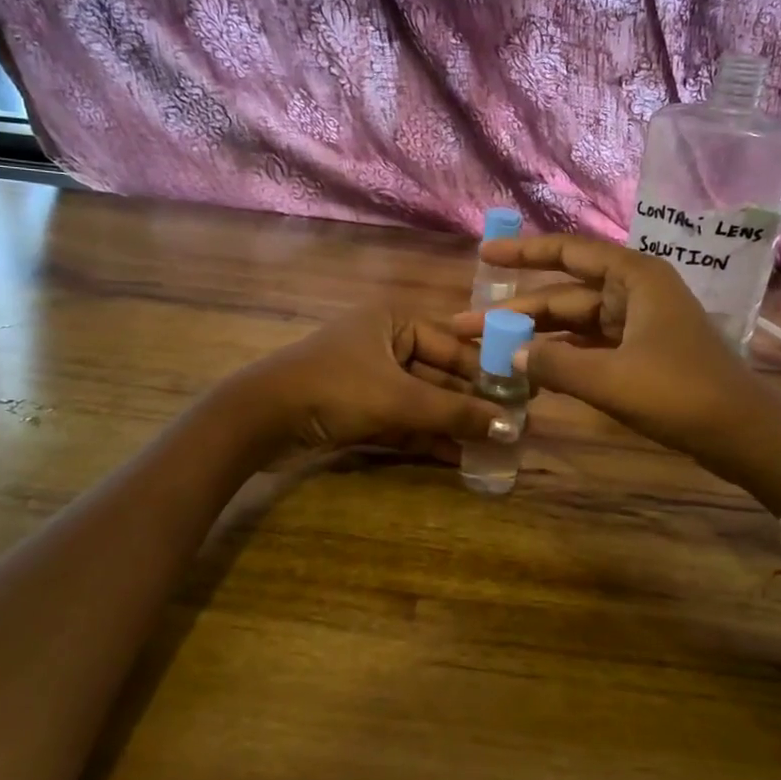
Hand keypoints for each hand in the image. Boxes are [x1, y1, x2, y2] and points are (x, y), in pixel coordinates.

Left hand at [232, 304, 511, 457]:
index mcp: (393, 322)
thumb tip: (509, 426)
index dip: (486, 370)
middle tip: (512, 425)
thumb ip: (454, 411)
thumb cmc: (335, 389)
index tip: (521, 393)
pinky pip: (403, 421)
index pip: (453, 344)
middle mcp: (384, 344)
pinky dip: (426, 437)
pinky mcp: (358, 411)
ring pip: (422, 401)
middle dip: (471, 402)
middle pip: (439, 374)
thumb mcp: (399, 398)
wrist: (259, 420)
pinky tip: (459, 458)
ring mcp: (370, 380)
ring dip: (452, 423)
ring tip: (494, 446)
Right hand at [455, 234, 780, 483]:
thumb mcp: (609, 379)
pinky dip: (563, 356)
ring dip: (537, 336)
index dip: (523, 252)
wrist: (743, 434)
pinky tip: (532, 368)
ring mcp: (640, 323)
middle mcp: (636, 291)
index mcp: (634, 277)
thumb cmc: (679, 393)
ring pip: (576, 322)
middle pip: (566, 293)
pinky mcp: (643, 353)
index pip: (569, 252)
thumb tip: (509, 351)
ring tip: (489, 348)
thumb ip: (554, 362)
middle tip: (466, 325)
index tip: (484, 256)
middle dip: (518, 310)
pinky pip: (592, 346)